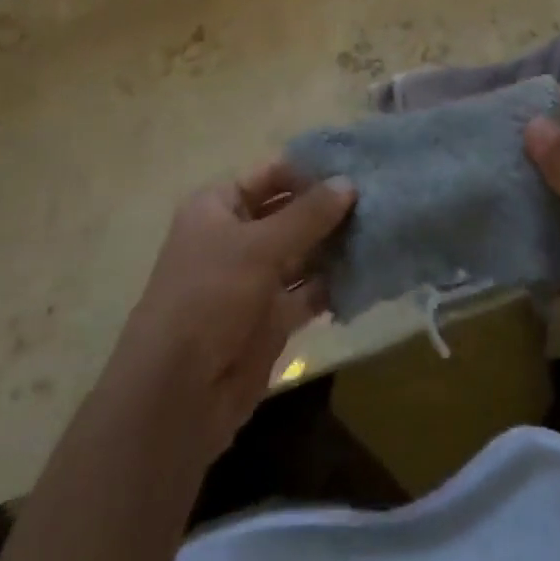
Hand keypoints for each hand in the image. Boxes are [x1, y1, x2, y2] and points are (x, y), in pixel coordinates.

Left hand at [105, 161, 354, 462]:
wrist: (175, 396)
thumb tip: (349, 183)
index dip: (311, 169)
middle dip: (330, 207)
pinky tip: (369, 270)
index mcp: (219, 206)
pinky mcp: (271, 318)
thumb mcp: (259, 246)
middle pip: (291, 212)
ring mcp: (254, 279)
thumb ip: (307, 214)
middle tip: (382, 195)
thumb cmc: (209, 298)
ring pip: (303, 252)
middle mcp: (236, 237)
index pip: (272, 174)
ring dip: (337, 244)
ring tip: (384, 228)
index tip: (359, 164)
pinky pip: (309, 291)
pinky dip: (334, 283)